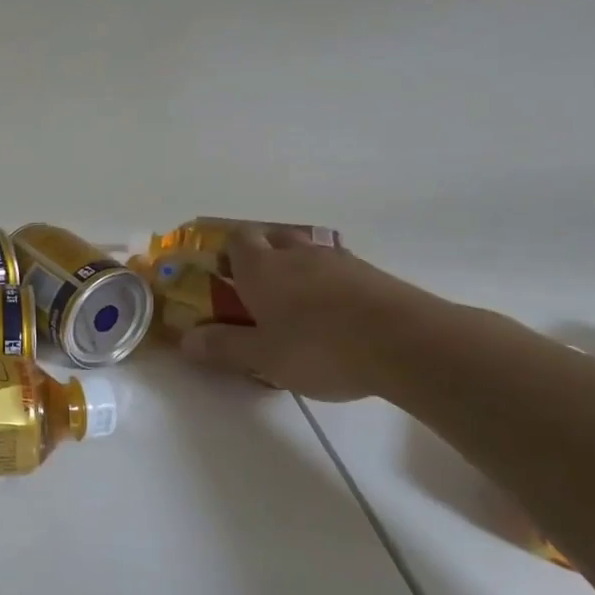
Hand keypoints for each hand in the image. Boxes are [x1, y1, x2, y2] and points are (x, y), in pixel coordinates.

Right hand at [179, 227, 434, 400]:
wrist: (408, 344)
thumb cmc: (320, 347)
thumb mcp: (262, 357)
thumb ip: (223, 346)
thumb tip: (186, 340)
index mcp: (262, 268)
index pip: (237, 239)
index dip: (226, 251)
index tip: (220, 273)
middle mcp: (297, 255)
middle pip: (274, 237)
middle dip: (261, 255)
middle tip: (255, 287)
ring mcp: (339, 261)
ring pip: (308, 252)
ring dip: (297, 268)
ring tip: (295, 303)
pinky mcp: (373, 276)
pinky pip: (339, 270)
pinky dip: (329, 284)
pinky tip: (334, 314)